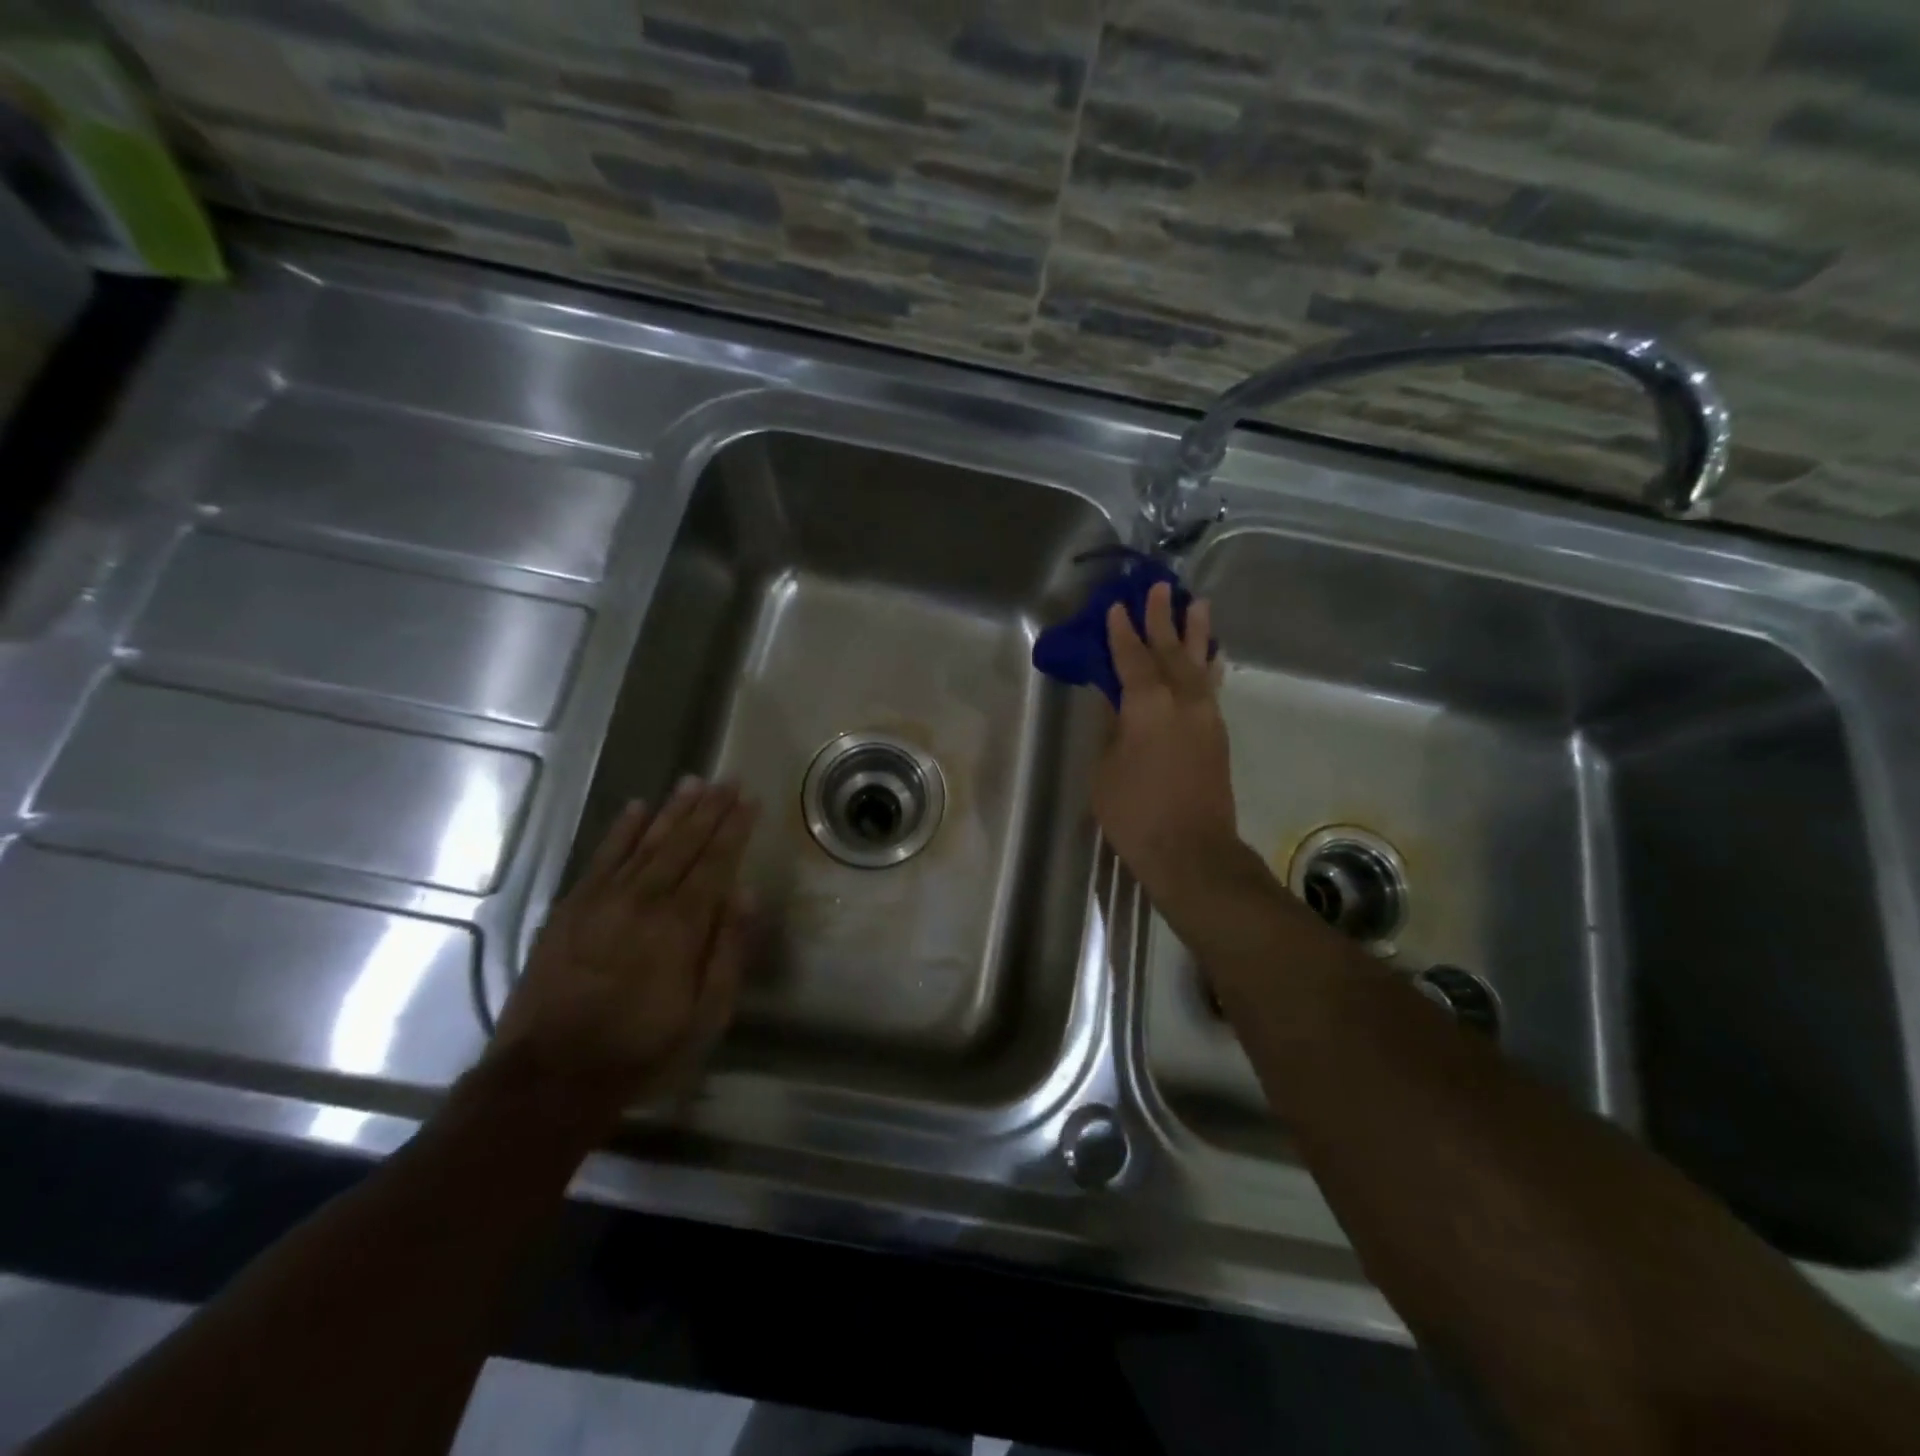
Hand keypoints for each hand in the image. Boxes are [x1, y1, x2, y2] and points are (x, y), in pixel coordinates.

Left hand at [487, 779, 758, 1126]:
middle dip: (710, 808)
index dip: (735, 828)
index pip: (716, 862)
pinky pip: (602, 857)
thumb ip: (728, 951)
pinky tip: (637, 807)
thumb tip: (745, 893)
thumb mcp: (705, 1016)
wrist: (548, 1078)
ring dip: (673, 809)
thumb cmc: (641, 1052)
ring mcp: (603, 900)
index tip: (751, 799)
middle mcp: (644, 900)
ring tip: (694, 781)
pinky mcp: (570, 908)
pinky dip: (621, 830)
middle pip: (683, 842)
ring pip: (646, 841)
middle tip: (729, 778)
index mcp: (681, 925)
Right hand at [1093, 582, 1240, 904]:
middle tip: (1159, 588)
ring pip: (1199, 665)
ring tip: (1197, 604)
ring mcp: (1206, 717)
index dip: (1122, 632)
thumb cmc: (1136, 813)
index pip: (1131, 659)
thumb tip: (1115, 701)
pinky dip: (1209, 667)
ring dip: (1195, 634)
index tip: (1117, 606)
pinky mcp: (1218, 735)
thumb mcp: (1106, 770)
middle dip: (1162, 619)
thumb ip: (1112, 729)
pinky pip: (1212, 688)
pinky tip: (1211, 658)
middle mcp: (1183, 701)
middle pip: (1170, 651)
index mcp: (1148, 706)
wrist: (1192, 851)